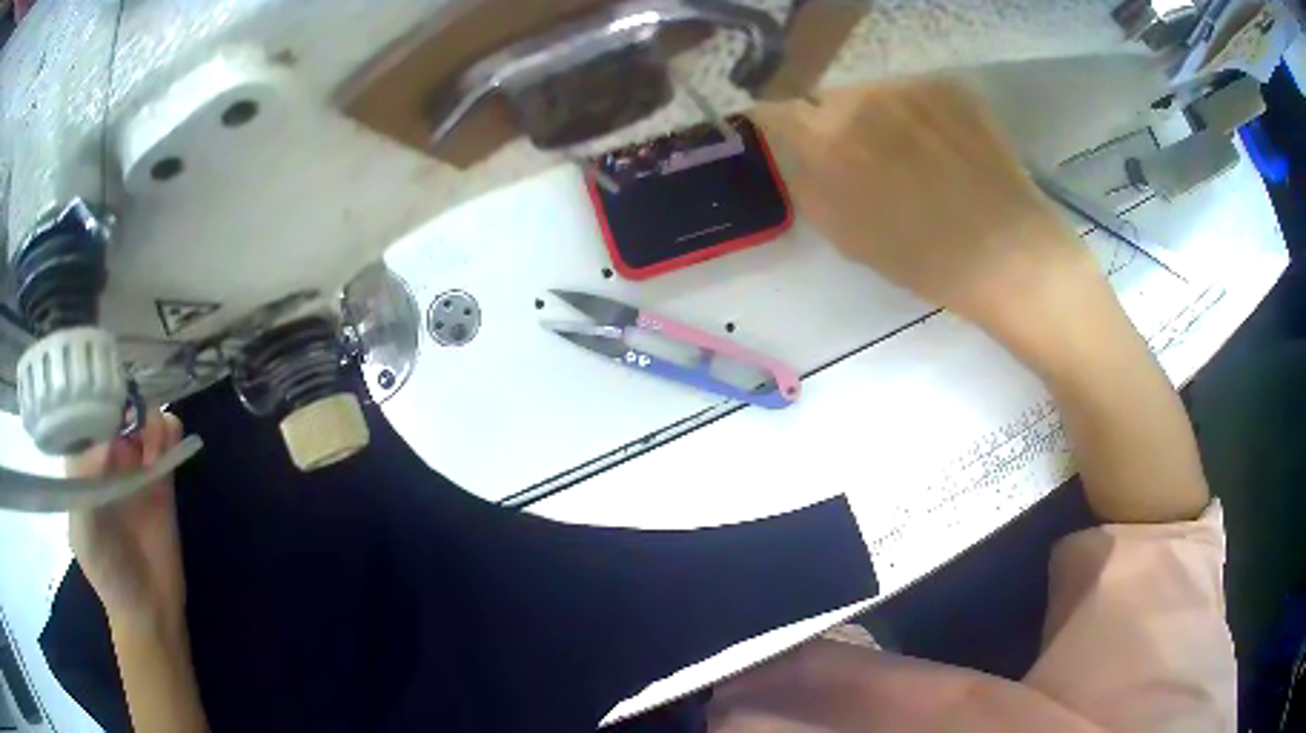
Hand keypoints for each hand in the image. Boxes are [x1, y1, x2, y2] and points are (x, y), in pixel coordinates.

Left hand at [68, 412, 186, 630]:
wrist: (148, 610)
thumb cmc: (107, 572)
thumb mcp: (83, 531)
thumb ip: (84, 485)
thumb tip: (107, 443)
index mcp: (84, 468)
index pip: (85, 419)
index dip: (93, 401)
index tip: (104, 392)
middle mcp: (108, 462)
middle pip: (116, 414)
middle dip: (125, 406)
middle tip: (132, 422)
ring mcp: (136, 472)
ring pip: (143, 424)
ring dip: (150, 420)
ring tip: (153, 444)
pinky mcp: (163, 483)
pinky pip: (167, 446)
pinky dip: (170, 433)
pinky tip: (170, 441)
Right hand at [753, 80, 1104, 359]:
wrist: (1009, 255)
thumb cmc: (924, 258)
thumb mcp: (846, 234)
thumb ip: (807, 182)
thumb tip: (793, 149)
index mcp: (826, 138)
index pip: (776, 104)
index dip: (781, 120)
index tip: (792, 135)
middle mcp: (861, 96)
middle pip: (825, 93)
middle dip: (832, 119)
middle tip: (863, 157)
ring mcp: (908, 85)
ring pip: (871, 89)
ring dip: (877, 114)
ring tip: (911, 155)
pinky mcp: (947, 85)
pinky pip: (912, 91)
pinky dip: (916, 112)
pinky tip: (942, 146)